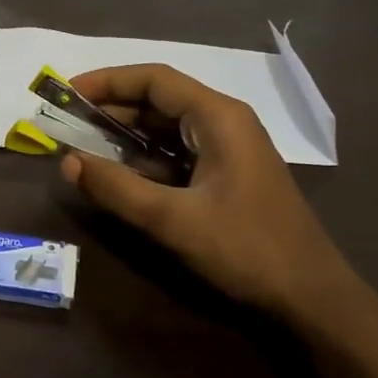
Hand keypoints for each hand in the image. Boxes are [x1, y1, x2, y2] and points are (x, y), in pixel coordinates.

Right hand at [60, 64, 367, 333]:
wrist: (311, 297)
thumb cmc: (246, 249)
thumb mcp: (173, 219)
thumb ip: (117, 188)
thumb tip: (66, 162)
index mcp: (218, 117)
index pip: (155, 79)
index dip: (108, 81)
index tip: (69, 93)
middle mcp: (224, 122)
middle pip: (160, 99)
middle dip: (112, 107)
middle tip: (68, 120)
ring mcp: (228, 149)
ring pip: (167, 128)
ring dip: (126, 133)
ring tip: (83, 143)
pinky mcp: (227, 175)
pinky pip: (177, 153)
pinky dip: (145, 157)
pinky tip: (119, 172)